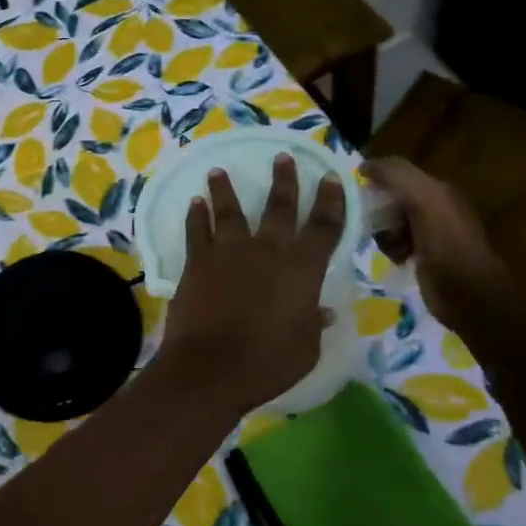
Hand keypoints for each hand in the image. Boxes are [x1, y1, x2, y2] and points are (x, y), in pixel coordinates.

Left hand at [159, 155, 344, 414]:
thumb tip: (322, 311)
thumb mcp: (305, 349)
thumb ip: (312, 324)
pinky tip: (195, 203)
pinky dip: (196, 216)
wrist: (209, 368)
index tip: (330, 177)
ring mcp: (228, 253)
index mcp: (302, 269)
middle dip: (284, 181)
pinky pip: (197, 231)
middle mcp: (267, 251)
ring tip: (218, 171)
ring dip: (225, 189)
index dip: (330, 201)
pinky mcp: (197, 264)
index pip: (323, 227)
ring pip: (229, 211)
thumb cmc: (266, 363)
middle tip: (283, 157)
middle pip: (278, 207)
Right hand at [364, 158, 516, 333]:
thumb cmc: (446, 245)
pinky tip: (394, 258)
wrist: (469, 296)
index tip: (353, 194)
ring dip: (382, 233)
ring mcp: (430, 234)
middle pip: (391, 200)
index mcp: (438, 190)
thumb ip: (397, 176)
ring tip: (387, 246)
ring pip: (390, 223)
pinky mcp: (423, 257)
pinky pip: (395, 244)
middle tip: (369, 225)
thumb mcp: (424, 200)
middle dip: (376, 211)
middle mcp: (435, 208)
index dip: (375, 180)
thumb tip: (364, 164)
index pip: (397, 174)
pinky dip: (389, 249)